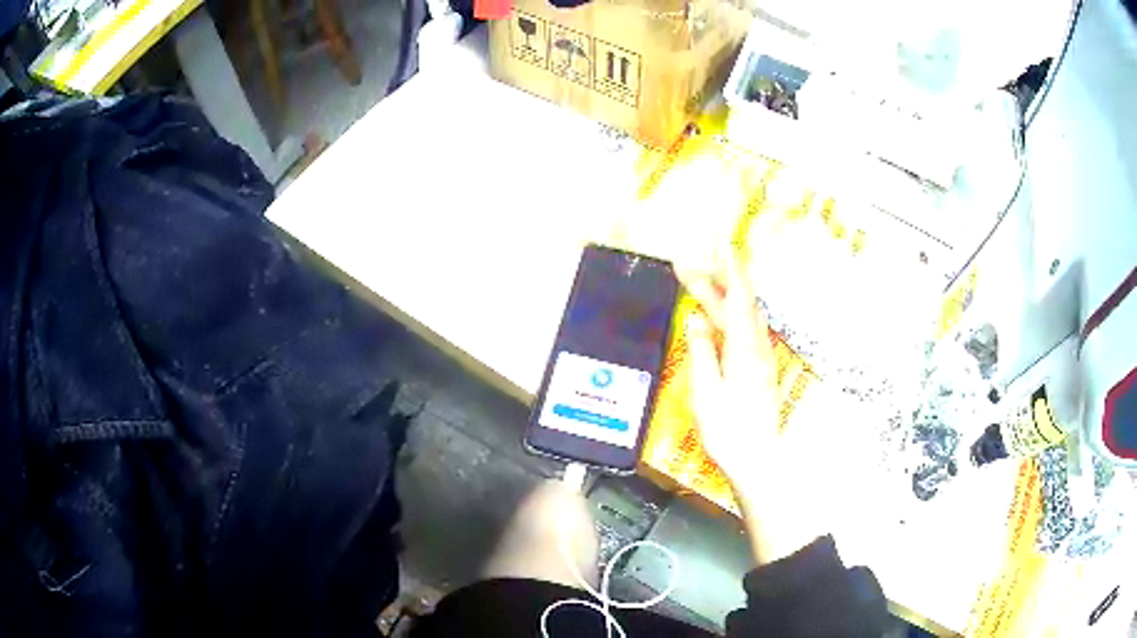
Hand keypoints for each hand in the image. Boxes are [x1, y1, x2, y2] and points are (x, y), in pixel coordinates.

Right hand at [680, 259, 778, 490]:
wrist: (757, 461)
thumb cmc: (729, 431)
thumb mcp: (707, 392)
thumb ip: (702, 351)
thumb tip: (696, 317)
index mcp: (744, 349)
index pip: (739, 297)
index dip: (730, 268)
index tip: (720, 243)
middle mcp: (758, 347)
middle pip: (740, 304)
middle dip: (715, 281)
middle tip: (686, 267)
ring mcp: (761, 359)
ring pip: (744, 317)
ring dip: (723, 298)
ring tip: (699, 288)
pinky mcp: (760, 370)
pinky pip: (745, 332)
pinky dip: (730, 317)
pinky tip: (717, 321)